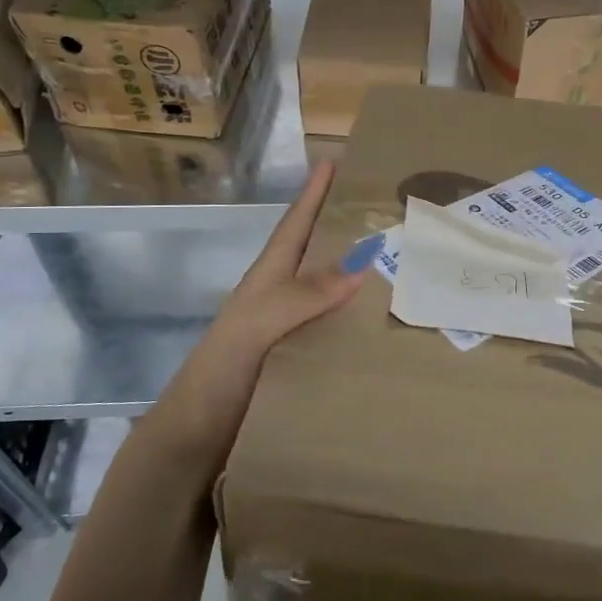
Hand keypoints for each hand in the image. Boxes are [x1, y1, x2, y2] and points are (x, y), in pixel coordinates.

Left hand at [154, 161, 365, 461]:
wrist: (196, 439)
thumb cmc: (221, 372)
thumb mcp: (257, 325)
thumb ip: (302, 295)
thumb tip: (361, 263)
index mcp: (268, 279)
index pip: (295, 226)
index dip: (313, 194)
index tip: (335, 161)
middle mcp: (283, 299)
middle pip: (318, 253)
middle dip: (347, 227)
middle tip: (390, 209)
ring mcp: (294, 331)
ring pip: (334, 292)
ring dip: (364, 275)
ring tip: (405, 261)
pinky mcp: (304, 362)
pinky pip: (340, 330)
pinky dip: (364, 320)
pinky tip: (390, 324)